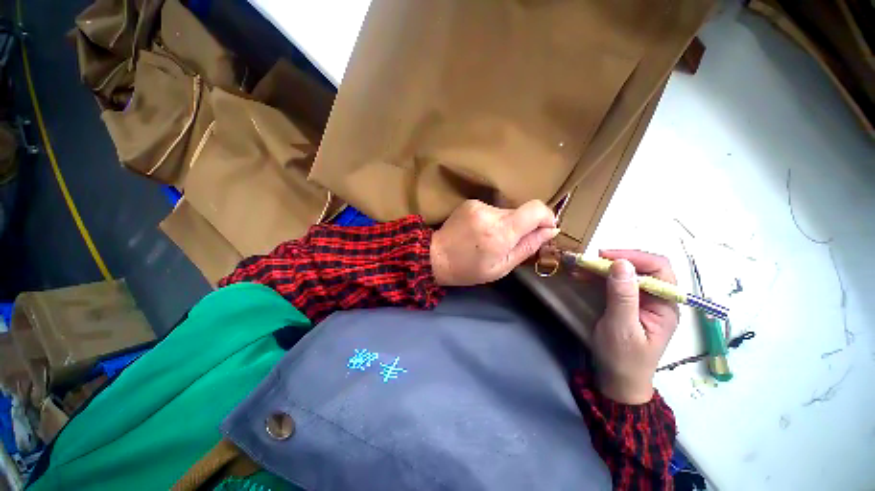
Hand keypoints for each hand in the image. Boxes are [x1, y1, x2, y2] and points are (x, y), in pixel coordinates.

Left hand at [431, 200, 559, 285]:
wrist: (435, 256)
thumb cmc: (468, 269)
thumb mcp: (501, 267)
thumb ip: (527, 247)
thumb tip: (550, 230)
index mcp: (500, 233)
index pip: (535, 209)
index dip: (546, 216)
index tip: (545, 229)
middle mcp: (490, 213)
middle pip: (521, 211)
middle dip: (522, 226)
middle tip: (509, 243)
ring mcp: (478, 205)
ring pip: (506, 211)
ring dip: (505, 224)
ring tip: (490, 239)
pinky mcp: (470, 202)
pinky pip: (492, 209)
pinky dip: (492, 220)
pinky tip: (480, 232)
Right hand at [590, 250, 678, 404]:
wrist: (618, 380)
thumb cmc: (623, 358)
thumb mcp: (622, 328)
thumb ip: (623, 296)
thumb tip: (621, 264)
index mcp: (666, 305)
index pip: (660, 269)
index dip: (635, 257)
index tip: (605, 256)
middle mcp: (657, 299)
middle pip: (643, 268)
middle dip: (616, 261)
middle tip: (589, 261)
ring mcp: (642, 301)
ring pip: (627, 274)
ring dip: (604, 268)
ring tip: (581, 268)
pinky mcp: (627, 304)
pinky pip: (615, 283)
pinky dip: (599, 277)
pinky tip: (584, 276)